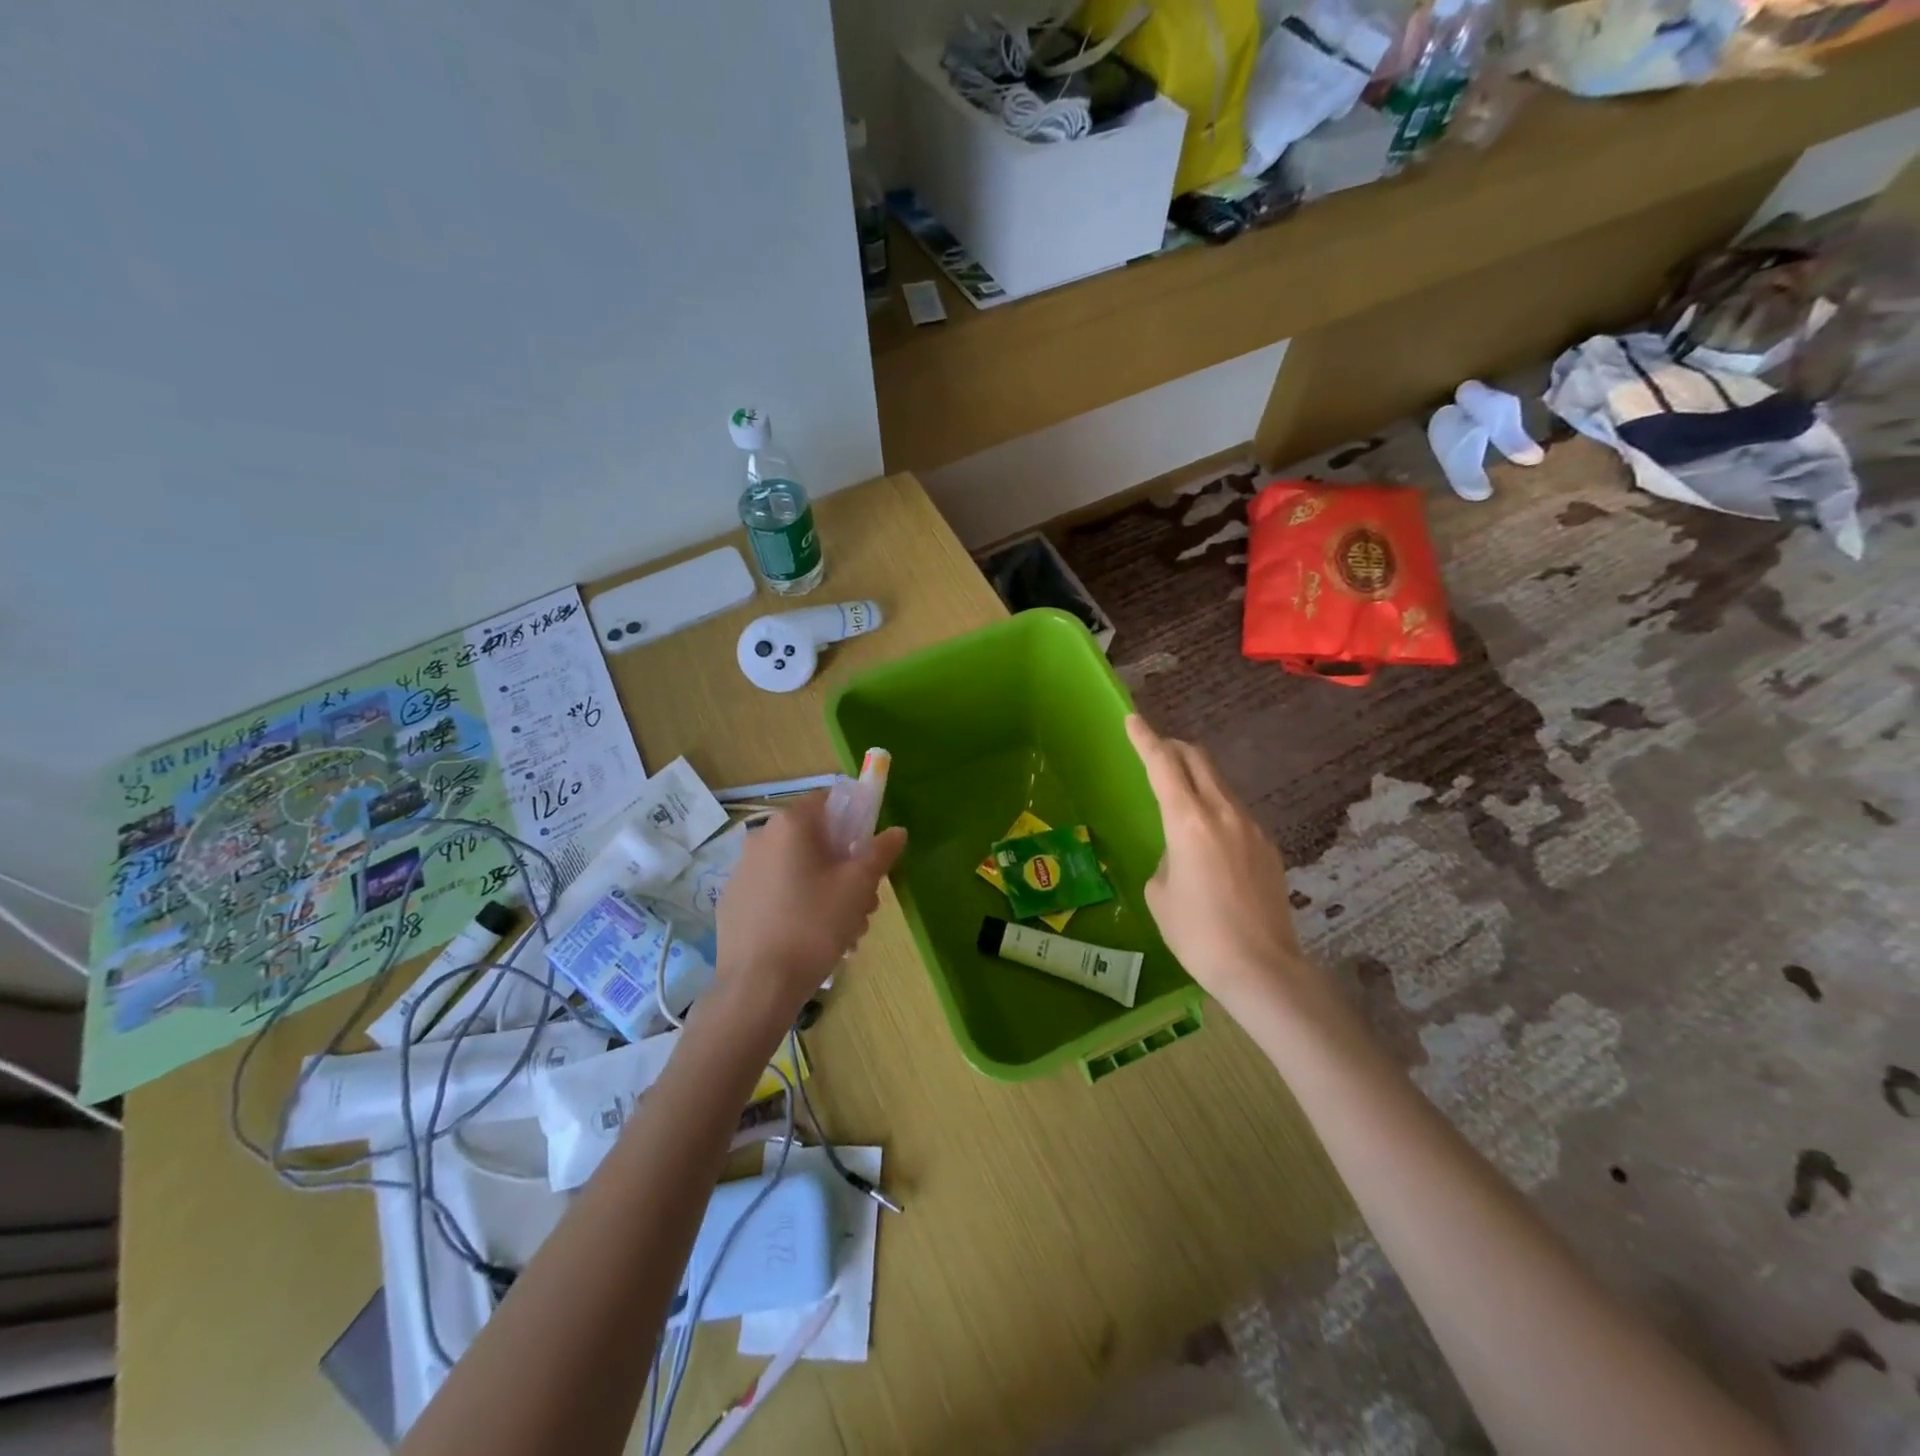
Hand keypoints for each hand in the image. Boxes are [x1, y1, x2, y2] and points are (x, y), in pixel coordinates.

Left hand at [713, 793, 905, 1026]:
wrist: (757, 986)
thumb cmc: (814, 925)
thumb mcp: (858, 886)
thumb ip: (880, 852)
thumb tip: (896, 831)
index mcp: (790, 824)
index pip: (829, 800)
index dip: (856, 821)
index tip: (870, 854)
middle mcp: (761, 837)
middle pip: (817, 840)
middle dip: (846, 867)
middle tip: (864, 904)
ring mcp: (742, 871)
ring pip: (799, 869)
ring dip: (827, 891)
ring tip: (844, 932)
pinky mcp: (733, 902)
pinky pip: (777, 892)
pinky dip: (798, 906)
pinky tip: (811, 941)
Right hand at [1127, 714, 1328, 1022]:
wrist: (1262, 968)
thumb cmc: (1196, 934)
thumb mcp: (1159, 893)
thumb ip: (1166, 857)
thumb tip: (1180, 852)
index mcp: (1188, 822)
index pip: (1163, 764)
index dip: (1144, 738)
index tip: (1132, 718)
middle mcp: (1223, 813)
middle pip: (1198, 760)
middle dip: (1173, 748)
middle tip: (1155, 751)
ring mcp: (1252, 828)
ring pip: (1220, 784)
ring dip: (1196, 778)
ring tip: (1180, 798)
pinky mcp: (1268, 847)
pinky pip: (1236, 813)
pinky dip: (1215, 808)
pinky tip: (1209, 841)